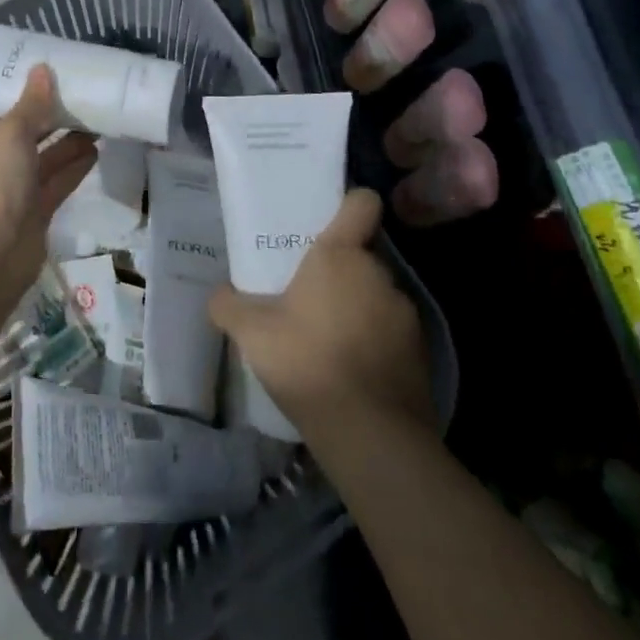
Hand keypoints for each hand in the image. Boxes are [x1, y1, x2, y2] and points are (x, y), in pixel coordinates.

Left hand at [0, 64, 96, 302]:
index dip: (24, 92)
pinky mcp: (34, 211)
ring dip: (69, 140)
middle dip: (52, 116)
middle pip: (25, 132)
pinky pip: (57, 182)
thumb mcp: (9, 135)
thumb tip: (42, 69)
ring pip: (45, 157)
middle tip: (85, 93)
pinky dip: (74, 166)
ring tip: (99, 117)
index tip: (53, 74)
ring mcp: (13, 189)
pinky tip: (96, 149)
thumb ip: (30, 104)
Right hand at [209, 189, 432, 434]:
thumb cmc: (308, 363)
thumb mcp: (251, 333)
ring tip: (326, 337)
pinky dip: (373, 342)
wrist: (372, 436)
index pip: (361, 203)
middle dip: (339, 270)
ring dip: (356, 307)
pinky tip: (349, 369)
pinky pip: (391, 332)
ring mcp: (405, 313)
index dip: (348, 203)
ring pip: (375, 295)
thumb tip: (218, 294)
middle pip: (361, 255)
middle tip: (306, 293)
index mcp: (340, 255)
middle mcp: (378, 273)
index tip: (329, 218)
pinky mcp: (421, 352)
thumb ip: (229, 306)